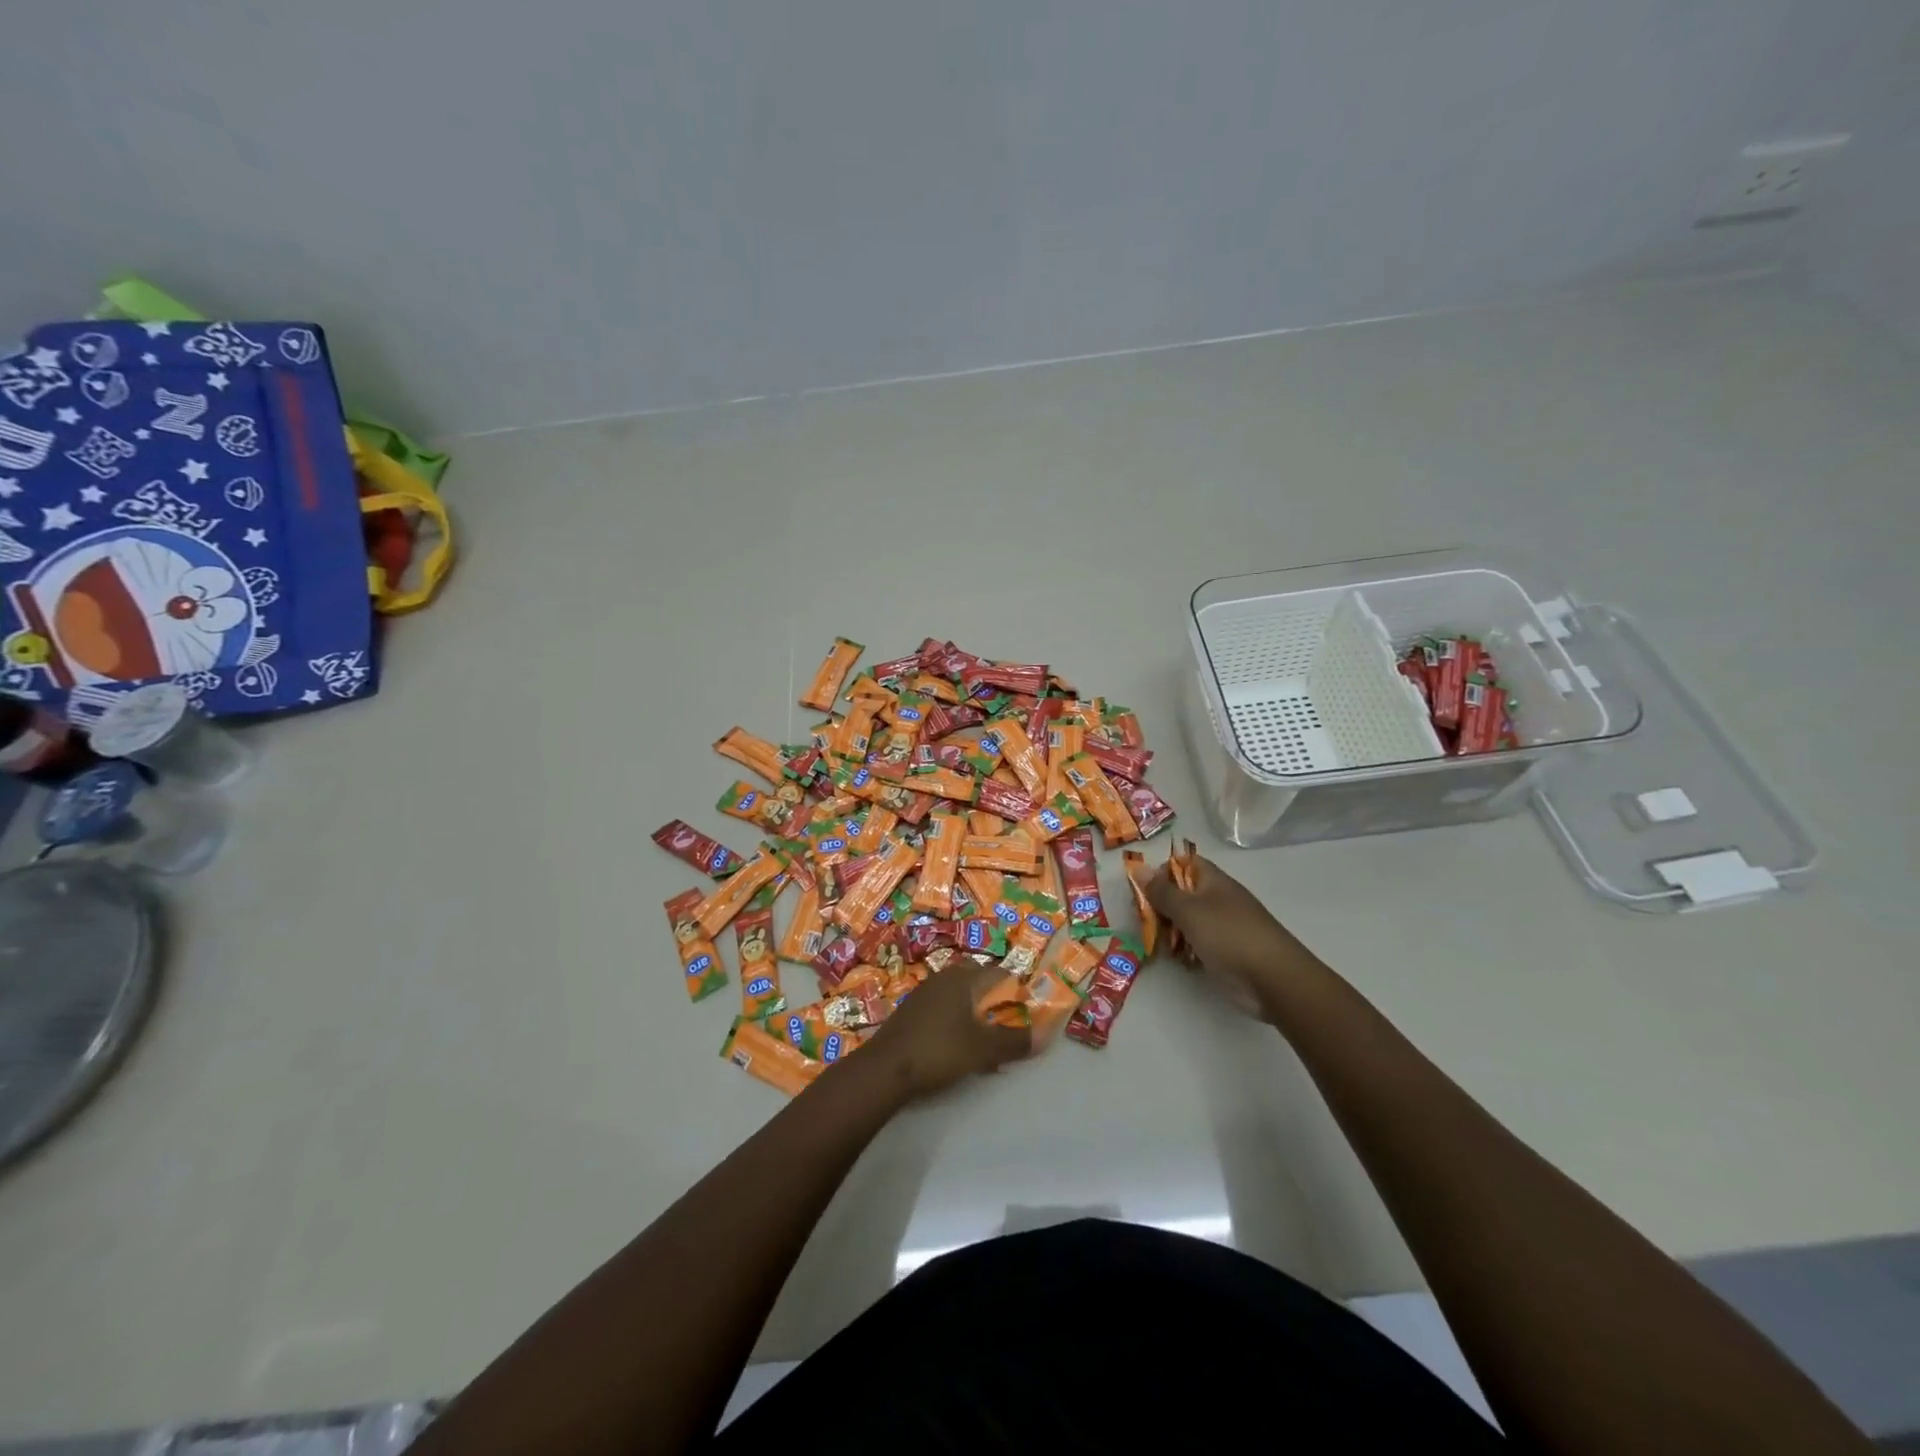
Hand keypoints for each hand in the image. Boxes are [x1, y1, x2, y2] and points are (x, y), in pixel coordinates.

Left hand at [859, 961, 1031, 1099]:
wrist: (884, 1068)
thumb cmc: (939, 1050)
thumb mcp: (983, 1049)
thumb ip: (1014, 1041)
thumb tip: (1044, 1036)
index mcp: (964, 978)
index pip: (1000, 974)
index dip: (1017, 992)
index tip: (1027, 1014)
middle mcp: (945, 977)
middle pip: (980, 983)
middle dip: (996, 1004)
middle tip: (1007, 1028)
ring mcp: (925, 992)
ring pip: (961, 997)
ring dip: (977, 1016)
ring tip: (986, 1042)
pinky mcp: (912, 1010)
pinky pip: (944, 1008)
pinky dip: (957, 1022)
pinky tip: (958, 1046)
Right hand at [1146, 855, 1316, 1020]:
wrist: (1272, 979)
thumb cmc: (1228, 935)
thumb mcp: (1189, 910)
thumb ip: (1162, 891)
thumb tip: (1139, 867)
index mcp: (1214, 882)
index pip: (1185, 864)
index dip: (1163, 871)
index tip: (1144, 889)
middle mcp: (1218, 900)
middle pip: (1182, 894)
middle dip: (1161, 907)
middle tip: (1146, 921)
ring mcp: (1223, 928)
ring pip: (1187, 922)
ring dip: (1171, 932)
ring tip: (1161, 944)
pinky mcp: (1225, 953)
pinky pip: (1197, 945)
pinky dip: (1186, 952)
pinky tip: (1180, 961)